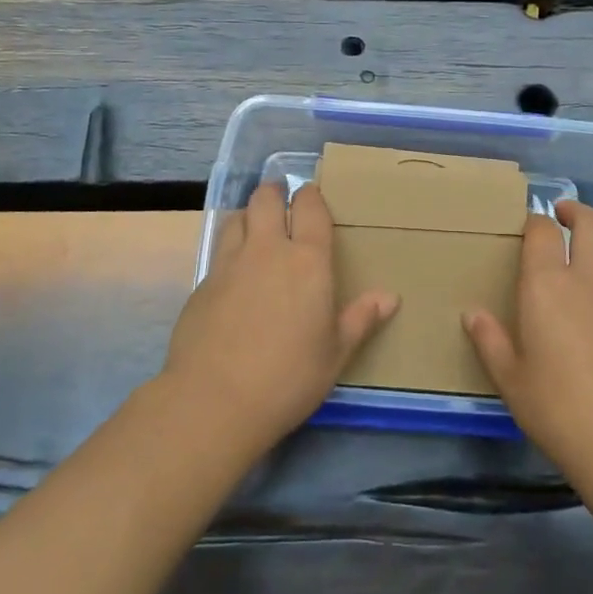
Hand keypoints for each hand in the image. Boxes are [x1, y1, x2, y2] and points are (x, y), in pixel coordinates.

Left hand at [162, 182, 397, 452]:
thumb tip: (390, 297)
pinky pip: (219, 251)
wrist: (213, 401)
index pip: (310, 207)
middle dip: (275, 192)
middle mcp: (267, 250)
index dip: (311, 196)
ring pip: (238, 217)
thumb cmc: (288, 378)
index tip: (312, 196)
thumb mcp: (335, 354)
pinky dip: (230, 249)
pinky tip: (235, 273)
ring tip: (257, 229)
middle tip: (282, 201)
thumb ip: (360, 319)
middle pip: (266, 198)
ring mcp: (229, 264)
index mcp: (307, 261)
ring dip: (250, 216)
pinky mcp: (202, 284)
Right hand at [464, 201, 592, 482]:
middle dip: (575, 211)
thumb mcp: (511, 380)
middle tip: (561, 214)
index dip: (534, 221)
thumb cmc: (559, 411)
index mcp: (548, 286)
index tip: (527, 225)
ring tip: (587, 250)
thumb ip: (490, 341)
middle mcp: (589, 281)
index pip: (542, 232)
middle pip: (590, 225)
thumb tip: (473, 313)